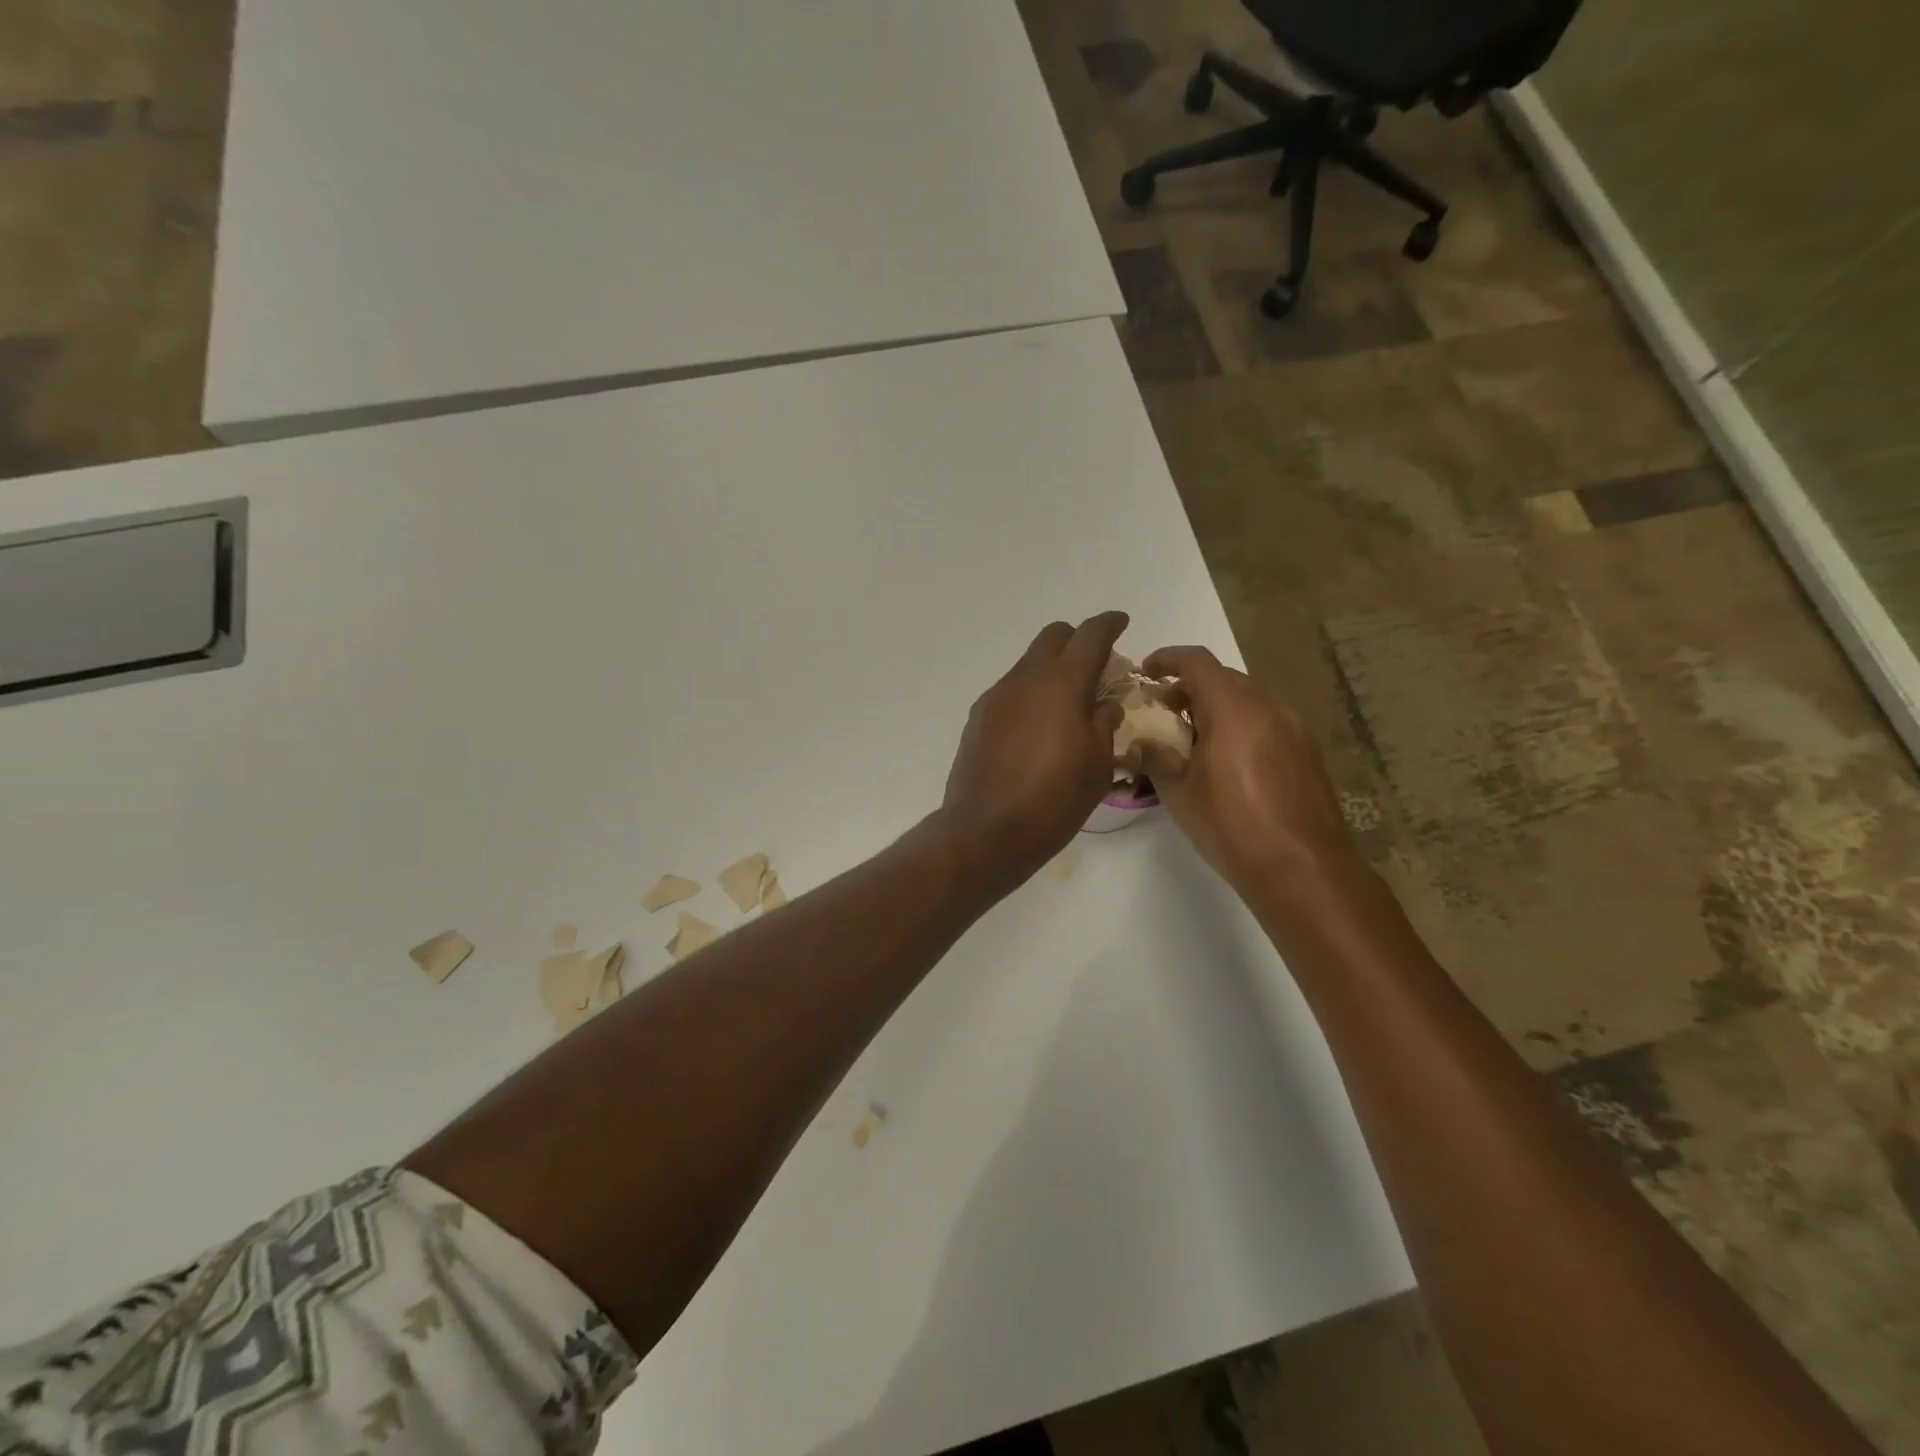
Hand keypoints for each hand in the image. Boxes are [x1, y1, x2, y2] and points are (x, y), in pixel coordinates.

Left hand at [941, 612, 1128, 887]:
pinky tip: (1038, 728)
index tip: (1121, 623)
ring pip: (1029, 663)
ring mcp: (997, 696)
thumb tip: (1105, 704)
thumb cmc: (1054, 799)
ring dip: (1052, 671)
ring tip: (1067, 706)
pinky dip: (1030, 695)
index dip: (1109, 624)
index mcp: (1062, 683)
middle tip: (1096, 669)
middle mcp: (1025, 678)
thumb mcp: (1097, 764)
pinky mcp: (978, 717)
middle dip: (1078, 641)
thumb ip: (1104, 722)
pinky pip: (1011, 690)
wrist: (987, 829)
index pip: (1090, 635)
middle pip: (1054, 636)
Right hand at [1128, 646, 1356, 894]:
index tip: (1146, 672)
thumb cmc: (1230, 825)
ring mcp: (1293, 730)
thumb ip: (1156, 758)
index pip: (1197, 661)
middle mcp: (1268, 708)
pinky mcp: (1307, 754)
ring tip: (1194, 742)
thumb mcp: (1178, 793)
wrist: (1301, 868)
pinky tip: (1228, 764)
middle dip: (1191, 687)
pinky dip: (1241, 728)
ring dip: (1218, 709)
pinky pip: (1267, 724)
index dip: (1167, 659)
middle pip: (1225, 679)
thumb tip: (1142, 743)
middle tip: (1165, 712)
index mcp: (1233, 709)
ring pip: (1248, 702)